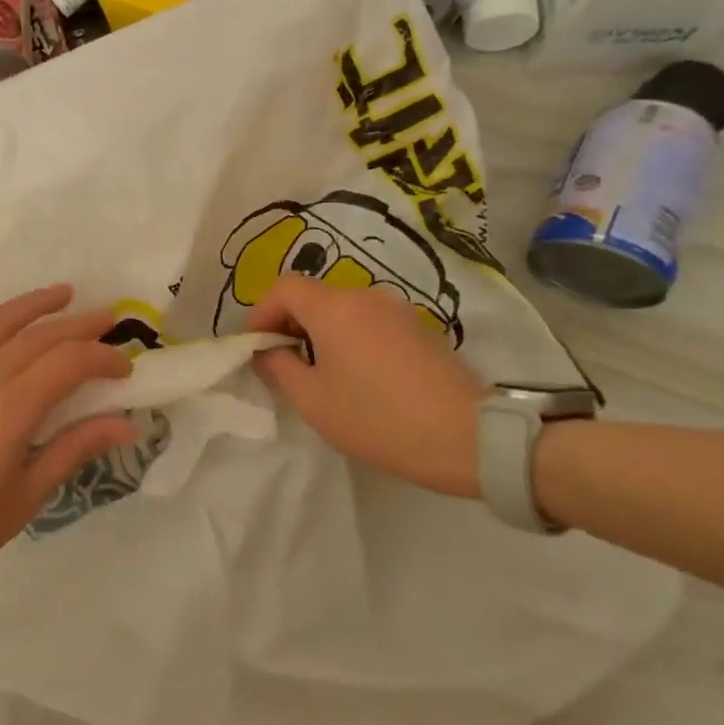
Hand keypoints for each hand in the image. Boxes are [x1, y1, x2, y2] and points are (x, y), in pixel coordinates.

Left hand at [0, 285, 135, 579]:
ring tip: (64, 293)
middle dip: (78, 325)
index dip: (102, 358)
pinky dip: (2, 323)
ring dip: (36, 305)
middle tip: (109, 318)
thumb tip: (126, 425)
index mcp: (11, 409)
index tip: (125, 368)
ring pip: (0, 323)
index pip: (68, 362)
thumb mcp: (29, 493)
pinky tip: (16, 329)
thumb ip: (75, 448)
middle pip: (39, 336)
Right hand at [250, 275, 486, 497]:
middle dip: (289, 324)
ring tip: (320, 374)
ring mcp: (397, 310)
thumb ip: (279, 367)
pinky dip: (350, 338)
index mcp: (334, 307)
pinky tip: (358, 377)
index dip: (260, 313)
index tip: (255, 348)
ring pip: (342, 309)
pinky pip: (369, 322)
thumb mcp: (312, 400)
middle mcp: (365, 296)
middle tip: (283, 365)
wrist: (467, 436)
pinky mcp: (419, 328)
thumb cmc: (377, 418)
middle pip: (312, 296)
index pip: (282, 288)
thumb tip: (267, 351)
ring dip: (320, 333)